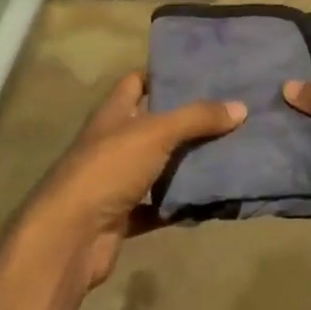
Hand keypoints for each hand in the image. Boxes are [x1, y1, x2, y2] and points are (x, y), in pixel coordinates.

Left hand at [24, 71, 244, 289]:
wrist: (70, 238)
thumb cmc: (108, 169)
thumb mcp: (156, 133)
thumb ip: (197, 118)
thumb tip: (240, 107)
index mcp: (113, 114)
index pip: (136, 82)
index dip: (163, 74)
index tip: (199, 71)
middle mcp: (112, 143)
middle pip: (152, 124)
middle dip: (186, 120)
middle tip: (228, 111)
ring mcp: (115, 181)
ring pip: (157, 166)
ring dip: (185, 163)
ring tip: (228, 150)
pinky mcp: (121, 216)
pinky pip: (157, 205)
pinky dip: (178, 204)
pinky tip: (207, 199)